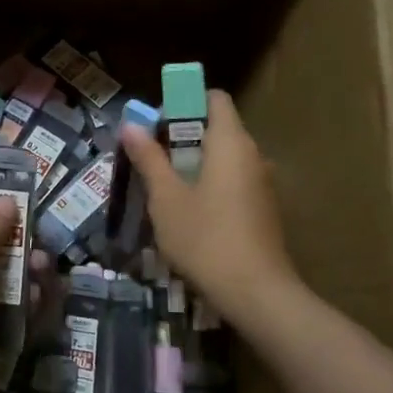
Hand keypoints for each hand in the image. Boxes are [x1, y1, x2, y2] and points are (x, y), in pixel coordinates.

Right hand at [119, 90, 298, 321]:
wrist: (257, 294)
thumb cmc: (206, 237)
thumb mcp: (166, 198)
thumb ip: (149, 158)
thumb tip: (130, 125)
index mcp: (231, 142)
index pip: (213, 99)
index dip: (184, 102)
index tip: (157, 123)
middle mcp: (252, 155)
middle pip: (216, 128)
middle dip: (181, 137)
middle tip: (149, 158)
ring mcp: (261, 184)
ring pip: (223, 158)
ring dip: (192, 164)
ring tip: (162, 187)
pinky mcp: (262, 210)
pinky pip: (232, 182)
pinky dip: (208, 185)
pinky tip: (187, 214)